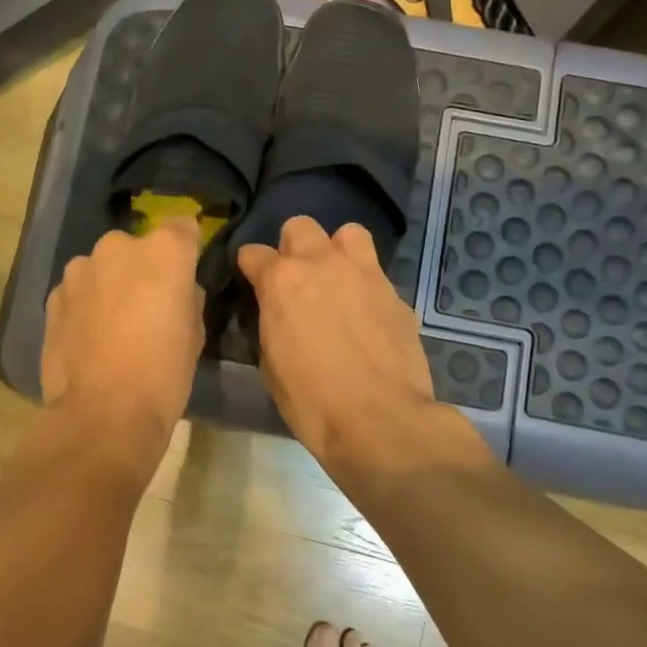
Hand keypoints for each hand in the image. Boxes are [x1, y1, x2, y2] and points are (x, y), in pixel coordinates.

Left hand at [42, 218, 204, 446]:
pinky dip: (85, 304)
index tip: (187, 271)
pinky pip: (78, 290)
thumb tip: (177, 289)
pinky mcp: (52, 296)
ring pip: (103, 267)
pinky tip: (89, 338)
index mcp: (163, 251)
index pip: (181, 226)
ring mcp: (79, 270)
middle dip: (143, 267)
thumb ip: (186, 296)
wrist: (103, 412)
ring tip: (114, 325)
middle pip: (137, 247)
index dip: (186, 248)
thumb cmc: (164, 372)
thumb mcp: (195, 332)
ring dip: (110, 284)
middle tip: (148, 305)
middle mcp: (118, 247)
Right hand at [238, 217, 454, 478]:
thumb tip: (276, 312)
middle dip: (293, 247)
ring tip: (338, 281)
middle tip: (297, 279)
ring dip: (337, 251)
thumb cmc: (311, 400)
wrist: (379, 420)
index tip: (252, 283)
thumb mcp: (271, 363)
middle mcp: (322, 264)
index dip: (250, 268)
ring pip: (348, 234)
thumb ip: (271, 322)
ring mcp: (364, 274)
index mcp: (281, 281)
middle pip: (300, 226)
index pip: (252, 253)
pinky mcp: (396, 294)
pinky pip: (376, 274)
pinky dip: (366, 287)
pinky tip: (367, 317)